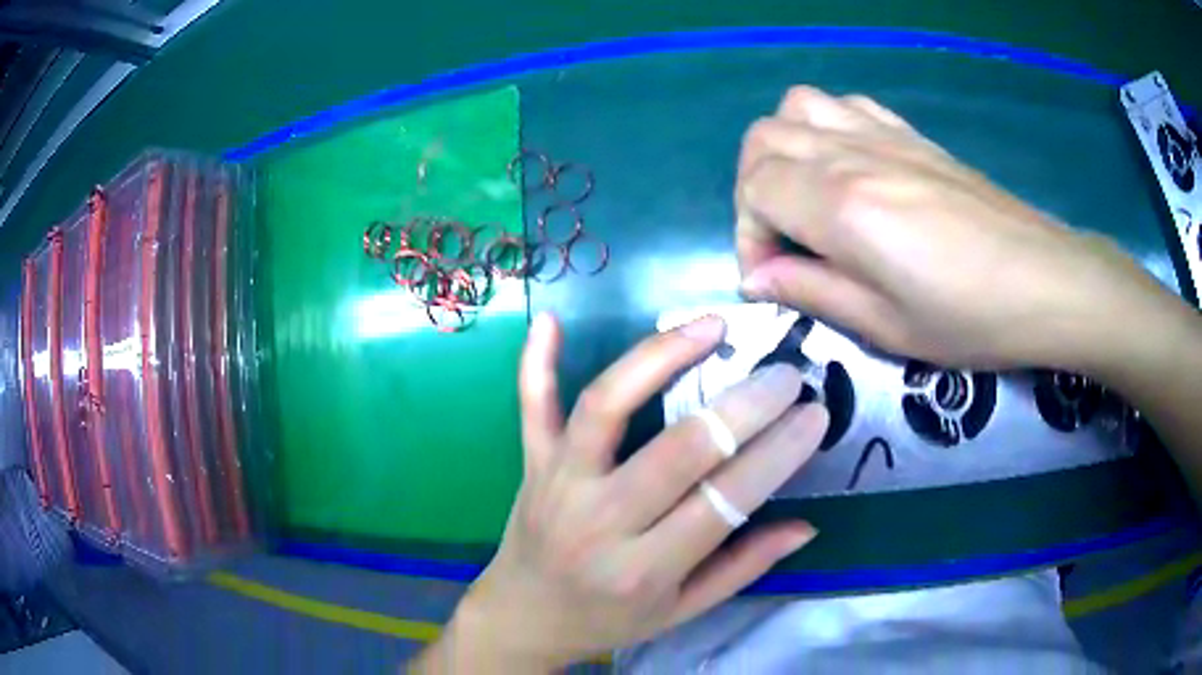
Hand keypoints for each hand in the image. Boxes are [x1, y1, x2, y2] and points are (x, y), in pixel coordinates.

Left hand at [415, 313, 827, 670]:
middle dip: (743, 406)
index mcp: (644, 569)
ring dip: (659, 357)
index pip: (723, 501)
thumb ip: (742, 568)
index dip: (777, 453)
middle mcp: (600, 521)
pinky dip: (537, 361)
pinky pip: (532, 406)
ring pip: (606, 407)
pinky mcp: (532, 463)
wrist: (523, 616)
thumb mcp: (680, 612)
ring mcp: (558, 483)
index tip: (814, 414)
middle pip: (678, 449)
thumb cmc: (607, 620)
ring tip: (709, 326)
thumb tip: (805, 526)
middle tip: (786, 374)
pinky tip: (550, 319)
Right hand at [735, 86, 1167, 369]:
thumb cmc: (969, 318)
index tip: (773, 279)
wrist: (1042, 279)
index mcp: (843, 206)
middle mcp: (852, 154)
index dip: (749, 236)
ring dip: (783, 148)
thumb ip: (812, 293)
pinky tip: (845, 166)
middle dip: (754, 191)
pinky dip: (824, 126)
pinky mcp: (909, 134)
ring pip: (796, 108)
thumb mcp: (885, 327)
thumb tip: (758, 279)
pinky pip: (844, 103)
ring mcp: (883, 135)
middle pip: (763, 140)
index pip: (755, 191)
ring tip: (805, 195)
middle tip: (783, 241)